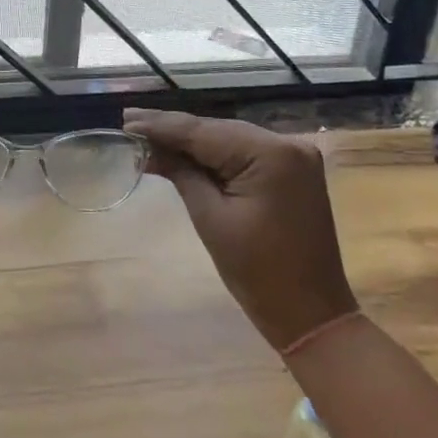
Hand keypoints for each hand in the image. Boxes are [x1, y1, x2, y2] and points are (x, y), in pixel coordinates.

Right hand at [125, 108, 356, 353]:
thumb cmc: (258, 273)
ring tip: (147, 135)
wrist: (312, 315)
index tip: (126, 121)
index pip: (204, 132)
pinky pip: (244, 153)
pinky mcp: (293, 171)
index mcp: (271, 154)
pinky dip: (215, 155)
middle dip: (173, 130)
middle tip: (130, 124)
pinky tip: (184, 151)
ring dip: (191, 141)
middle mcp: (287, 144)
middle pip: (217, 130)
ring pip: (229, 139)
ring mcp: (294, 156)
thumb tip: (146, 148)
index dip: (161, 126)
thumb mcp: (211, 219)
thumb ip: (181, 173)